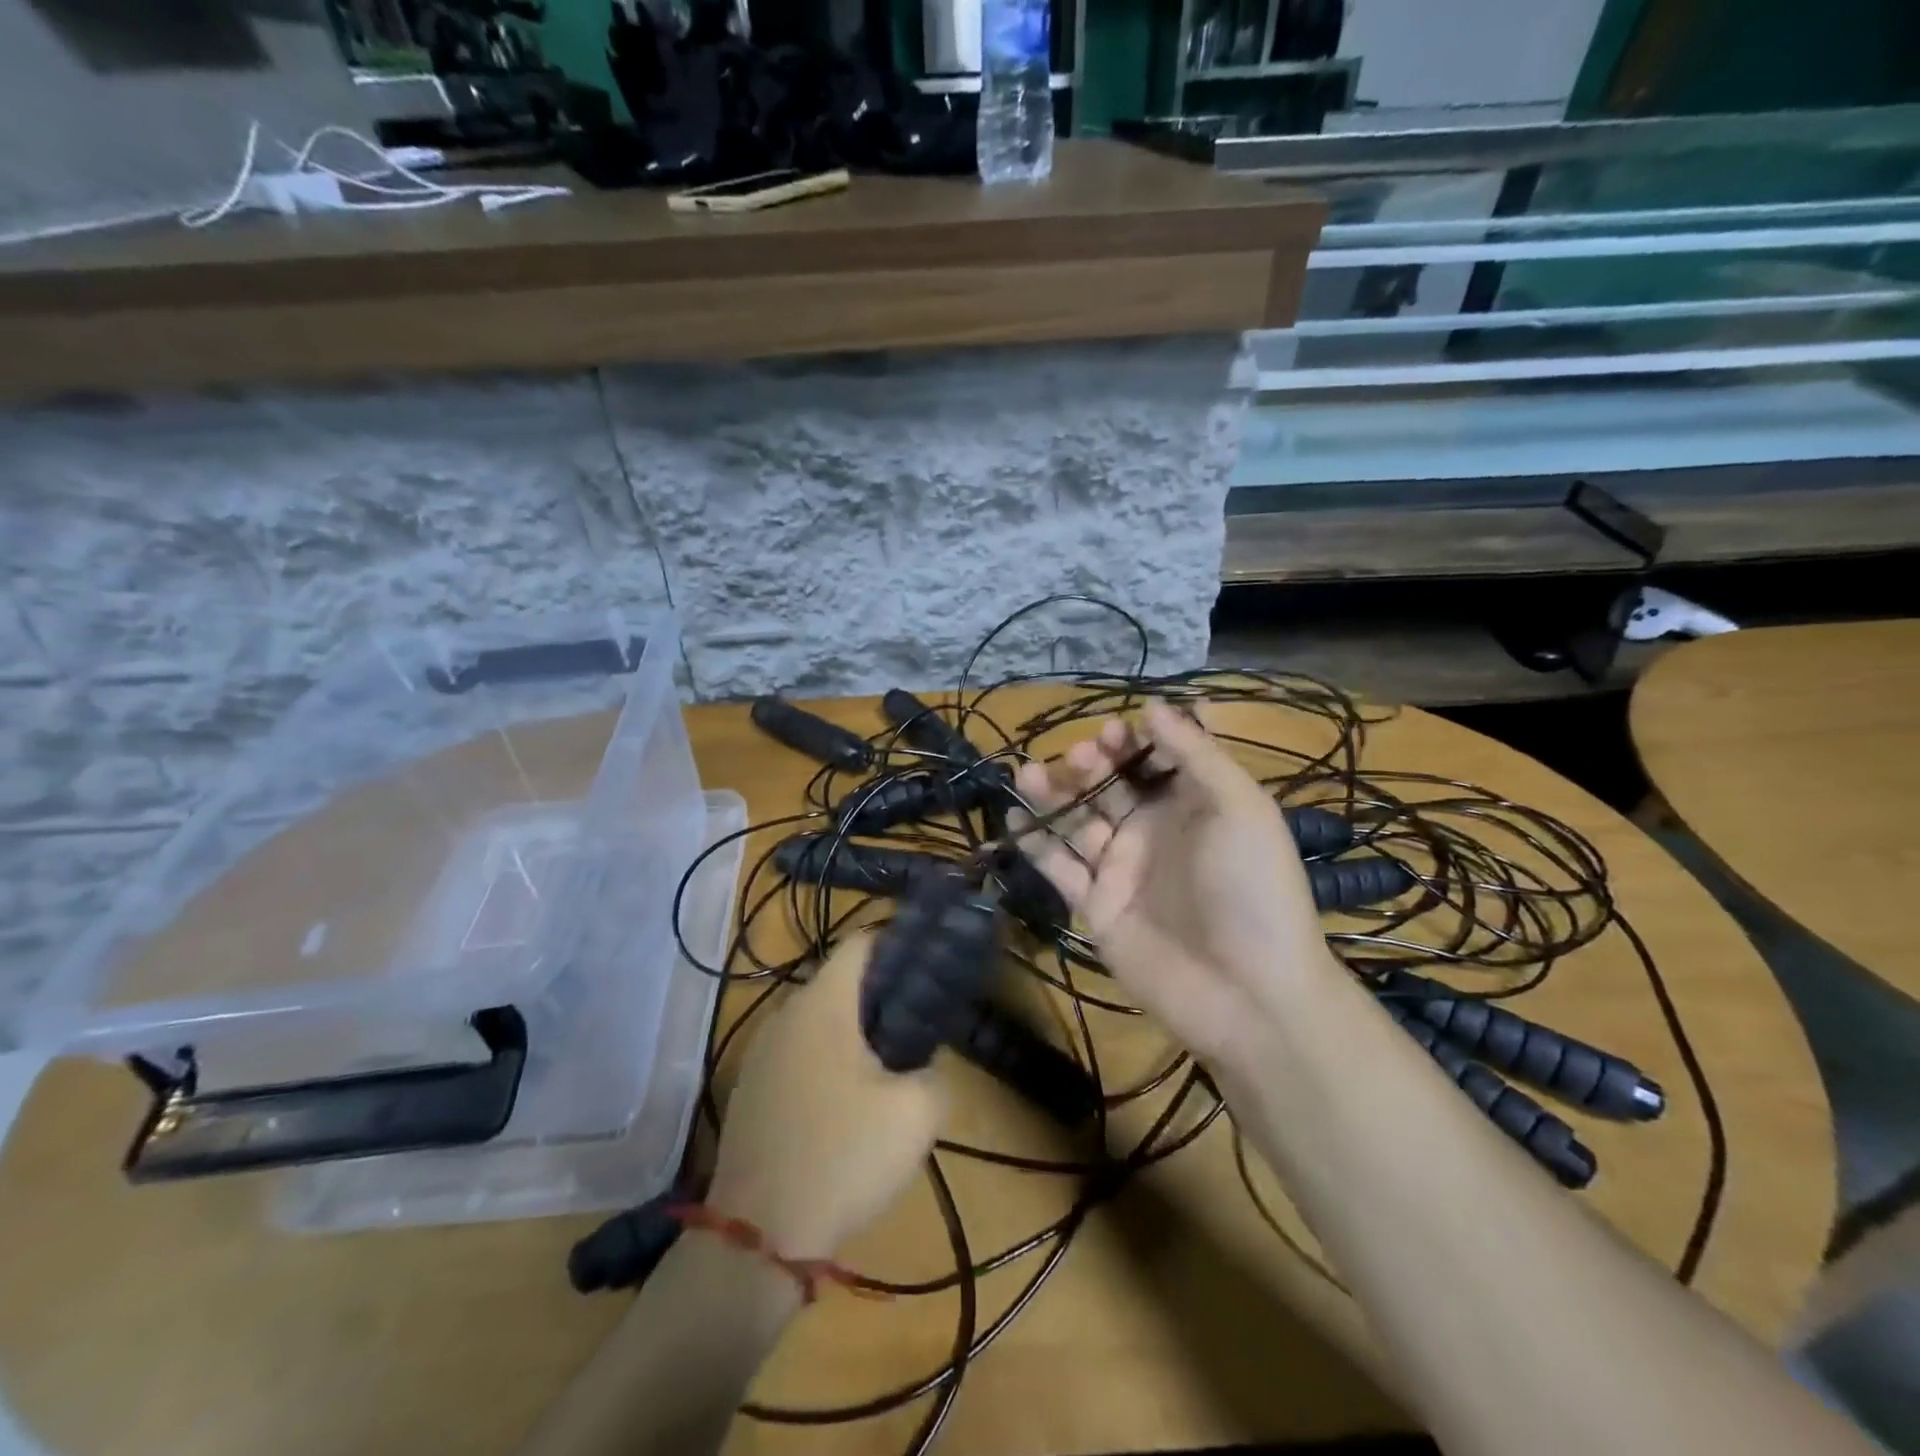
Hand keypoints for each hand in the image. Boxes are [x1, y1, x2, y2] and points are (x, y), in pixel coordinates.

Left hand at [706, 932, 944, 1261]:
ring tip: (888, 1065)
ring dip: (852, 1032)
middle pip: (838, 982)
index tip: (928, 967)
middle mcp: (784, 1015)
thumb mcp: (916, 1115)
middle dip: (880, 995)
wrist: (757, 1238)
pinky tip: (845, 1104)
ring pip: (816, 1021)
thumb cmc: (842, 1157)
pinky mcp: (749, 1091)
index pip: (860, 943)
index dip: (897, 944)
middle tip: (917, 1023)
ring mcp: (760, 1053)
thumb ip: (934, 1072)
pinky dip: (825, 1061)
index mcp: (822, 1004)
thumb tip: (925, 1062)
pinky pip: (796, 1054)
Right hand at [1013, 700, 1335, 1064]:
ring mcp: (1121, 868)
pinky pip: (1059, 867)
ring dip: (1053, 794)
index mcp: (1193, 805)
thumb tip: (1152, 706)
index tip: (1115, 729)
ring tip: (1027, 773)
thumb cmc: (1252, 888)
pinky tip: (1015, 820)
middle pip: (1110, 785)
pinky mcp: (1095, 904)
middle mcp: (1153, 831)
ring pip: (1077, 820)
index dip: (1133, 740)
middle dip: (1091, 763)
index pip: (1155, 759)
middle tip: (1079, 755)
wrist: (1247, 993)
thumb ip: (1196, 754)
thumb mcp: (1241, 808)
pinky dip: (1036, 844)